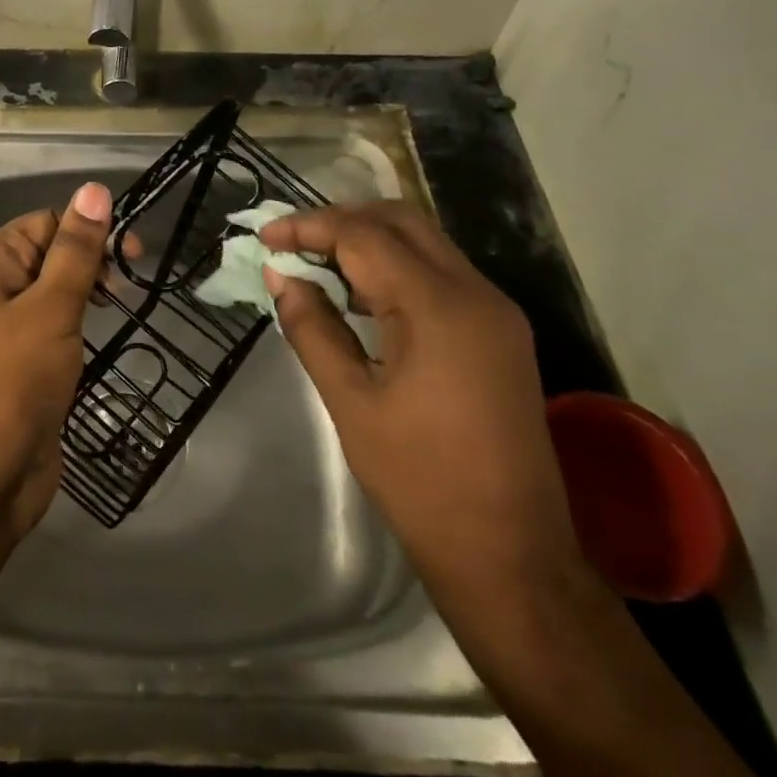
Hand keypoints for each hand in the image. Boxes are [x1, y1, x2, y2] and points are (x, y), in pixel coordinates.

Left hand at [0, 182, 116, 536]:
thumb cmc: (14, 380)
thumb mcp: (51, 307)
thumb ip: (76, 249)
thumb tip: (94, 189)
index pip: (48, 221)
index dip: (90, 229)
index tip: (133, 254)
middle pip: (52, 253)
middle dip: (92, 261)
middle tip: (128, 287)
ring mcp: (9, 328)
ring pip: (57, 292)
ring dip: (90, 294)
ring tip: (121, 308)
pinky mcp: (24, 363)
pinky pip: (57, 327)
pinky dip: (81, 326)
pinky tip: (103, 338)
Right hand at [260, 202, 583, 593]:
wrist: (512, 555)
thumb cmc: (421, 482)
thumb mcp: (351, 402)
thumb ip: (312, 328)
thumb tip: (281, 276)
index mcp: (440, 308)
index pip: (365, 236)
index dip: (309, 228)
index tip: (264, 238)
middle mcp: (477, 294)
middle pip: (401, 221)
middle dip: (341, 220)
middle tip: (292, 242)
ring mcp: (496, 312)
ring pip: (425, 243)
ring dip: (369, 240)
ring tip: (316, 262)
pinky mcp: (500, 333)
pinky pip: (441, 275)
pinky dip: (395, 268)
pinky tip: (360, 293)